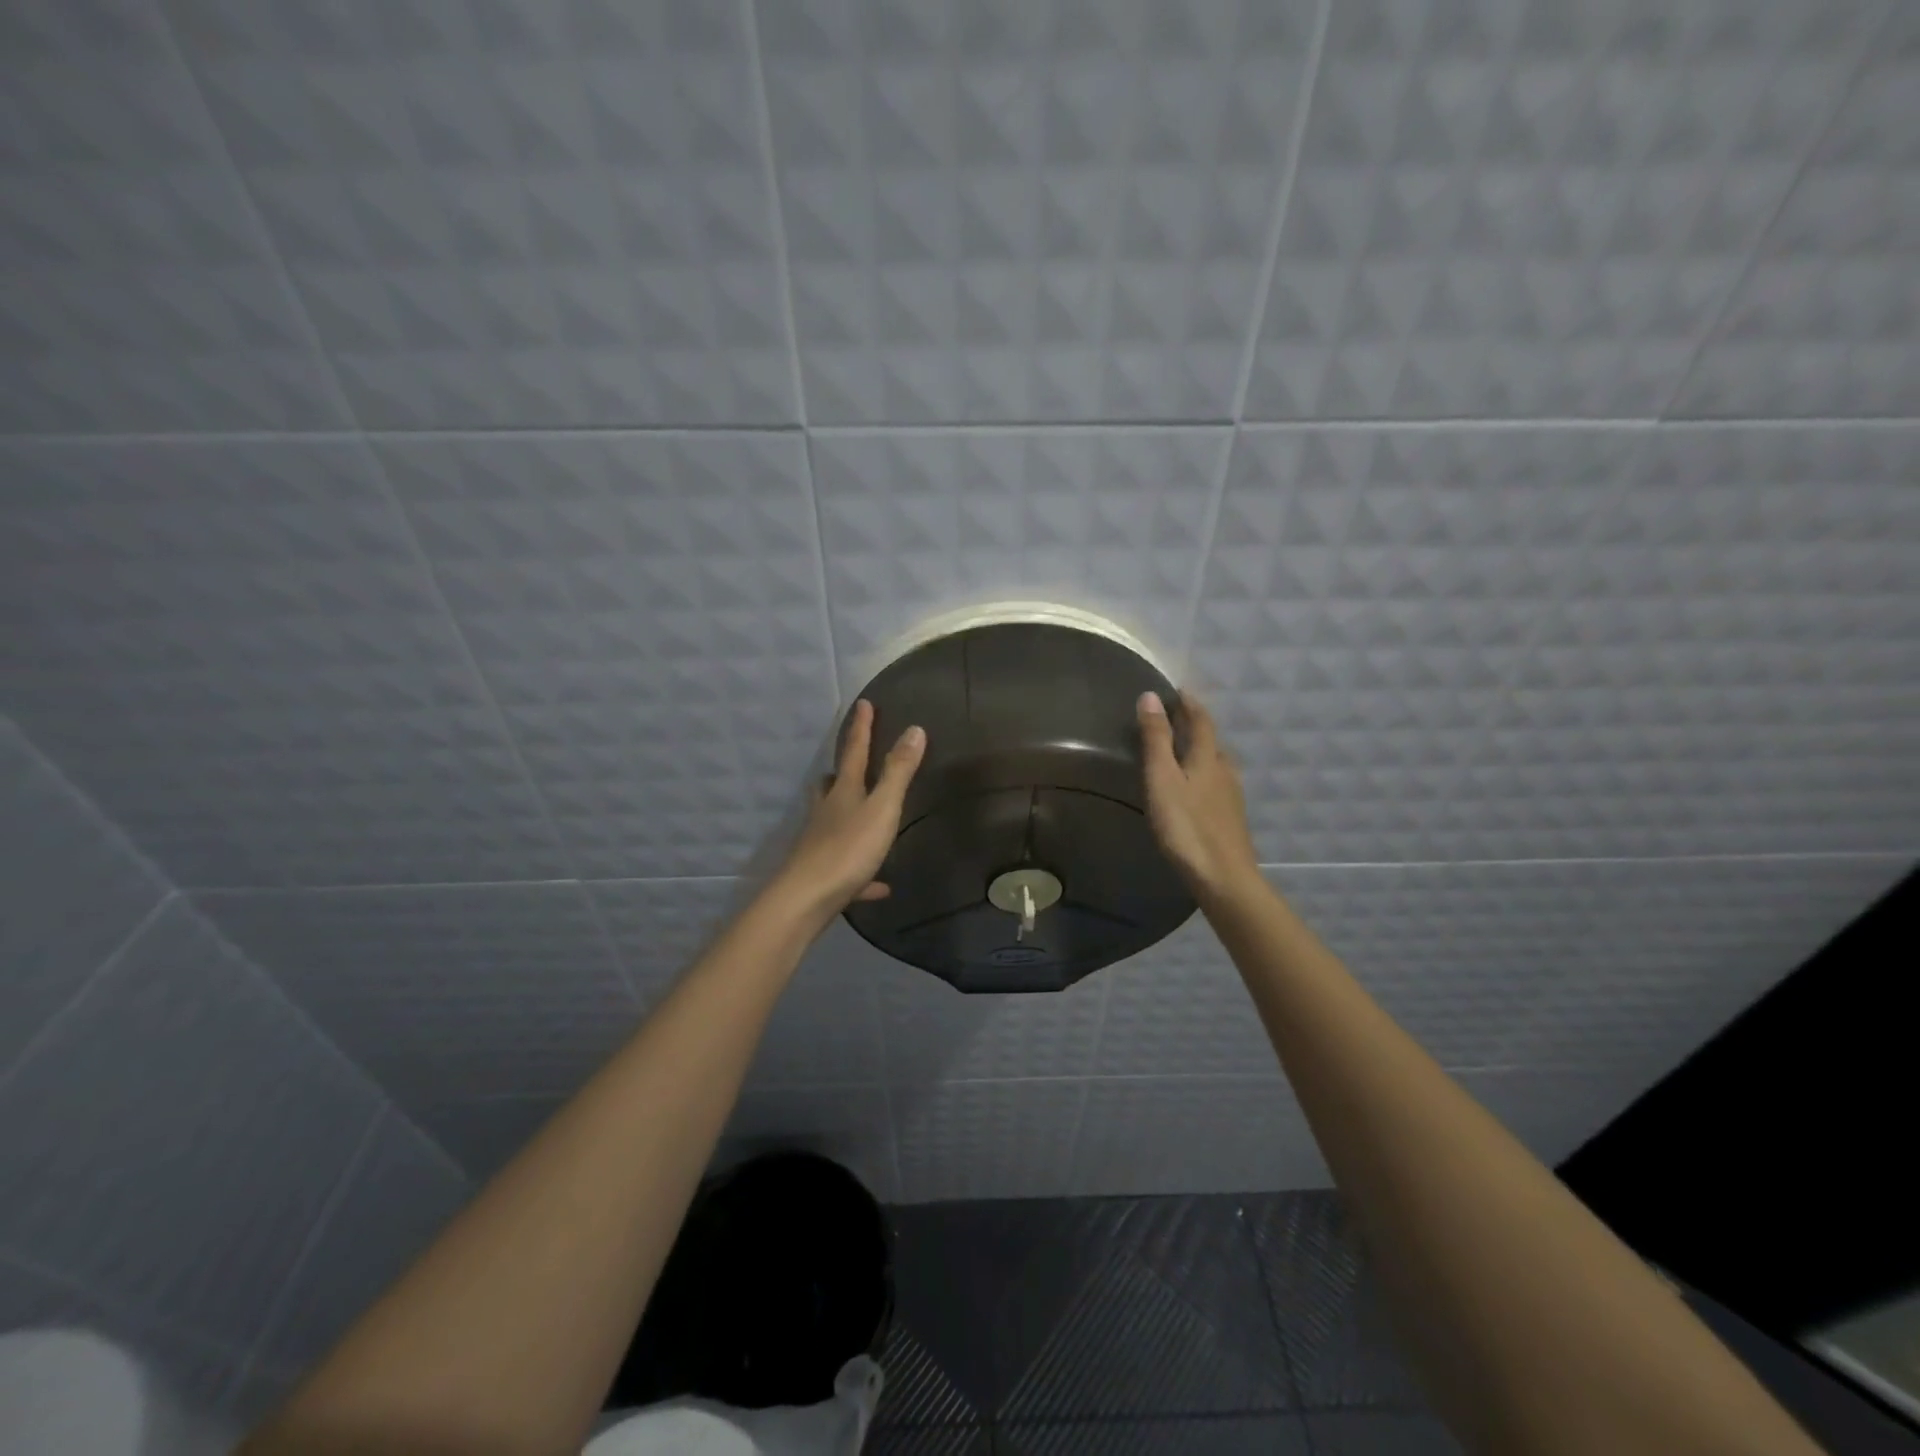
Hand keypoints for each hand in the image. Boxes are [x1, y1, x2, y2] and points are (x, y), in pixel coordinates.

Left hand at [773, 699, 925, 920]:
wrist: (807, 899)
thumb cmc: (848, 849)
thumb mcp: (882, 808)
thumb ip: (898, 771)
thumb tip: (915, 729)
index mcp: (843, 792)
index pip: (854, 751)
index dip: (861, 728)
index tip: (863, 703)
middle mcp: (827, 812)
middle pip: (832, 784)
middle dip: (841, 771)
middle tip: (848, 762)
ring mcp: (821, 842)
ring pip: (832, 821)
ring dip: (844, 813)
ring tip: (856, 811)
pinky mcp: (824, 874)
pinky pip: (848, 869)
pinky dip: (863, 873)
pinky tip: (880, 885)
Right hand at [1138, 690, 1260, 899]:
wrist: (1223, 877)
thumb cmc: (1186, 826)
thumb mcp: (1162, 779)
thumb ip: (1156, 739)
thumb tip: (1150, 696)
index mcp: (1207, 758)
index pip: (1201, 721)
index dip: (1190, 704)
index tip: (1178, 691)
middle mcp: (1224, 771)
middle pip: (1211, 741)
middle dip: (1196, 725)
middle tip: (1176, 717)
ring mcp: (1231, 796)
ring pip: (1216, 763)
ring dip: (1201, 750)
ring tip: (1183, 750)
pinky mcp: (1230, 818)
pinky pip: (1217, 783)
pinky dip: (1204, 773)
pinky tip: (1195, 788)